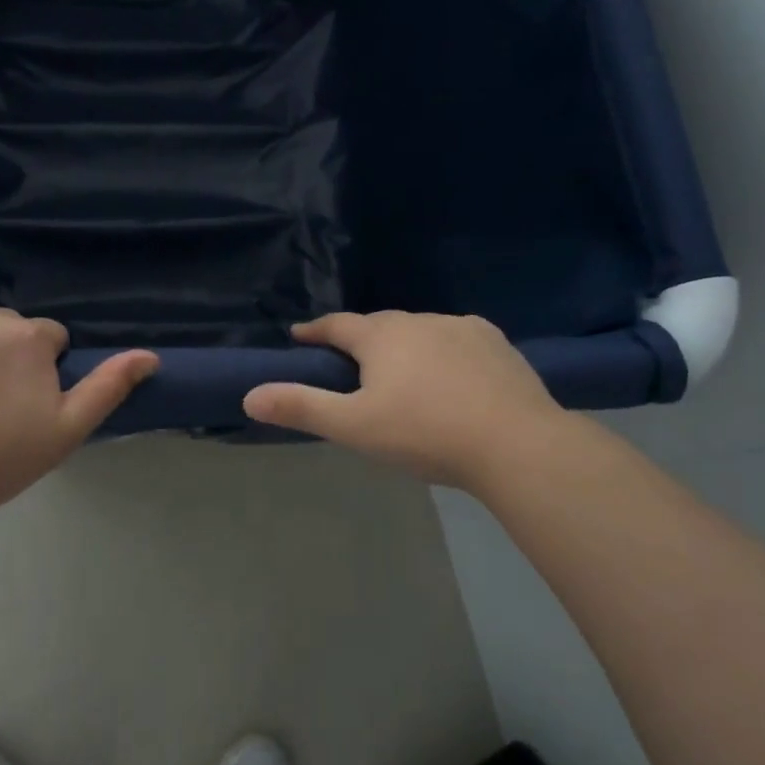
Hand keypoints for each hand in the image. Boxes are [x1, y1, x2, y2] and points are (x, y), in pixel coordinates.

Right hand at [243, 312, 574, 489]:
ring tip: (402, 370)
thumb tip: (249, 396)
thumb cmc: (425, 433)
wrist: (516, 443)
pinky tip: (452, 371)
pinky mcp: (496, 342)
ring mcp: (462, 327)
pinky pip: (458, 338)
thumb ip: (302, 408)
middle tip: (351, 361)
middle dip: (361, 339)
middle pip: (379, 325)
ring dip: (404, 344)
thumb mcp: (354, 427)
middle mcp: (419, 321)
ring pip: (420, 330)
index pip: (337, 325)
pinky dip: (444, 350)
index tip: (301, 335)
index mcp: (382, 337)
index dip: (315, 331)